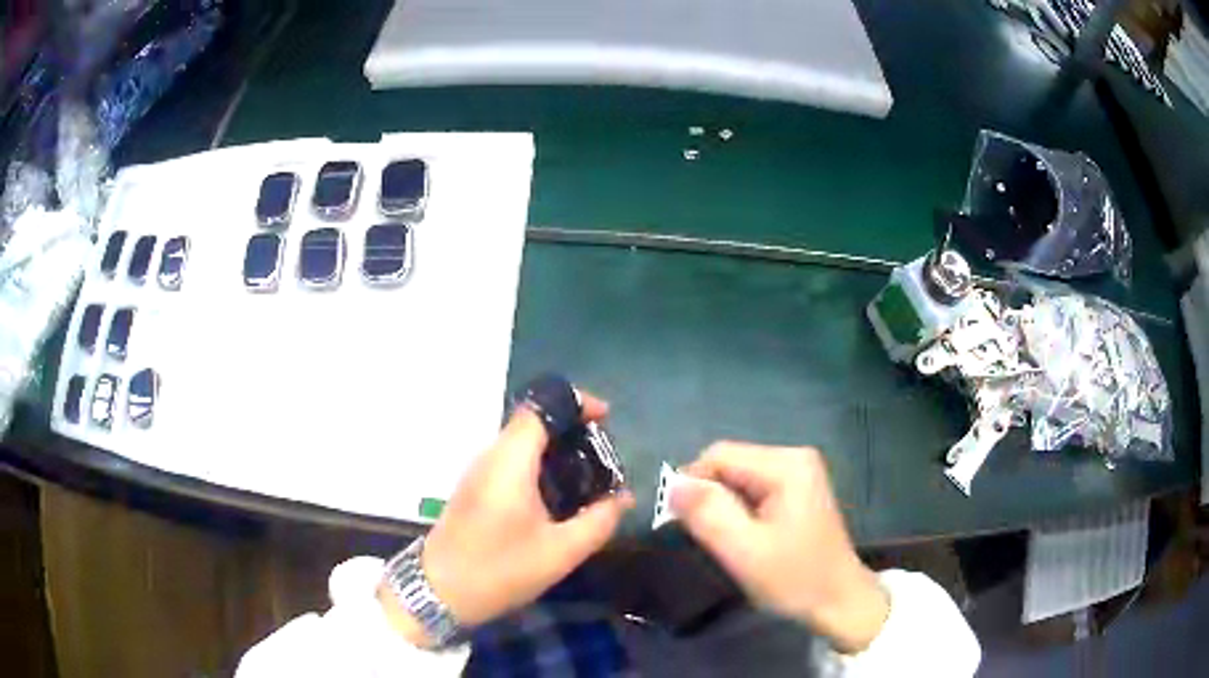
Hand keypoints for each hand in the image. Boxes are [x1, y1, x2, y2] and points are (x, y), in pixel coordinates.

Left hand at [406, 390, 633, 631]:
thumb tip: (623, 498)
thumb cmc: (500, 570)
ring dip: (554, 448)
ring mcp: (478, 471)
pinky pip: (510, 460)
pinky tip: (556, 495)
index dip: (575, 402)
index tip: (606, 418)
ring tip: (587, 474)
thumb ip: (598, 521)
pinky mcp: (474, 487)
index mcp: (510, 462)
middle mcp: (490, 456)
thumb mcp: (560, 552)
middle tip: (603, 454)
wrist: (439, 591)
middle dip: (570, 427)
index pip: (539, 407)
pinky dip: (538, 464)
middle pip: (531, 421)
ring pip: (520, 441)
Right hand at [671, 442, 889, 653]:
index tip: (685, 524)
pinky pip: (753, 488)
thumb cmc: (794, 579)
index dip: (693, 485)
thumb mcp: (744, 552)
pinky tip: (746, 537)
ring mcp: (799, 472)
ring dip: (724, 506)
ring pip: (738, 477)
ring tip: (729, 541)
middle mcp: (794, 457)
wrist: (838, 602)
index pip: (719, 456)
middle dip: (710, 497)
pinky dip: (739, 510)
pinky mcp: (798, 489)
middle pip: (729, 463)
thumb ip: (708, 514)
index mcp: (786, 465)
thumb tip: (672, 485)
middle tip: (710, 538)